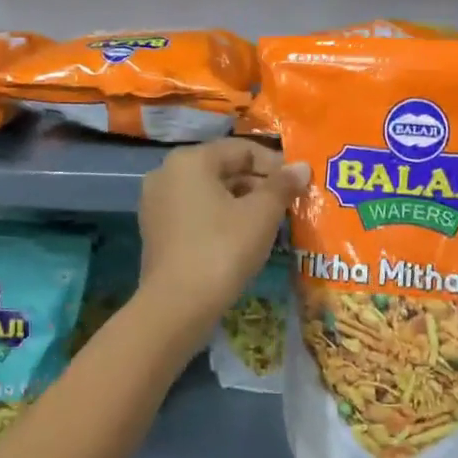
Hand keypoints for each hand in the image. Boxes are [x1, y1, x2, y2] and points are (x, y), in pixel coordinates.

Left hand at [137, 139, 309, 334]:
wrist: (176, 306)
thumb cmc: (222, 249)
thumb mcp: (261, 215)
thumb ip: (282, 185)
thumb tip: (301, 166)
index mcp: (190, 160)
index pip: (242, 150)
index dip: (275, 165)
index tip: (299, 185)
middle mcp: (167, 173)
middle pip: (224, 169)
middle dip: (258, 185)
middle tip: (288, 206)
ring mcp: (156, 203)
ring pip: (210, 193)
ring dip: (241, 203)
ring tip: (270, 224)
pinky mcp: (156, 231)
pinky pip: (195, 213)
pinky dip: (220, 219)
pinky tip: (242, 239)